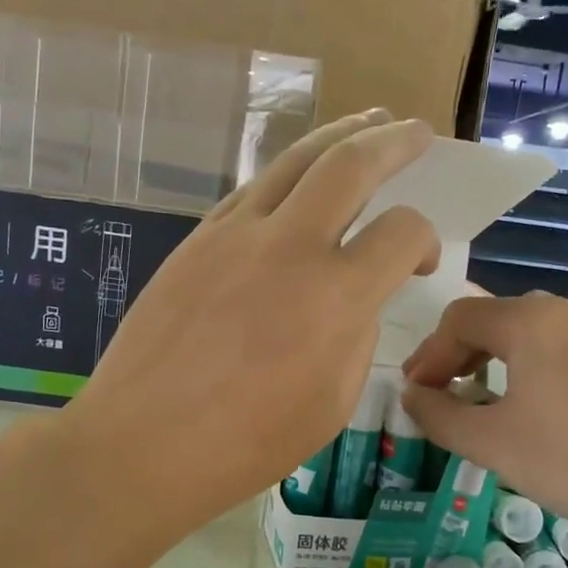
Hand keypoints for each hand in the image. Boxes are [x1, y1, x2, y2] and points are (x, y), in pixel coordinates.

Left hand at [63, 111, 439, 532]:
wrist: (142, 444)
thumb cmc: (246, 444)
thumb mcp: (331, 405)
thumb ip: (356, 340)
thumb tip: (355, 302)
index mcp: (335, 297)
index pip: (402, 232)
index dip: (425, 239)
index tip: (420, 262)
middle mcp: (288, 247)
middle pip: (350, 164)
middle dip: (393, 141)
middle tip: (416, 131)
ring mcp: (234, 235)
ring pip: (294, 160)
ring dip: (338, 136)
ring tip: (366, 123)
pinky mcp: (197, 240)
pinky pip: (252, 189)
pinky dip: (286, 174)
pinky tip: (297, 180)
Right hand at [400, 293, 567, 543]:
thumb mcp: (492, 444)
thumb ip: (439, 415)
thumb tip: (411, 396)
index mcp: (529, 320)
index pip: (458, 319)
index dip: (428, 355)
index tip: (414, 393)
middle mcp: (565, 309)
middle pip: (494, 319)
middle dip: (459, 355)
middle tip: (441, 396)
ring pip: (530, 332)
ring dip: (495, 360)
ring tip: (483, 402)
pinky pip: (562, 346)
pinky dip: (532, 366)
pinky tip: (535, 406)